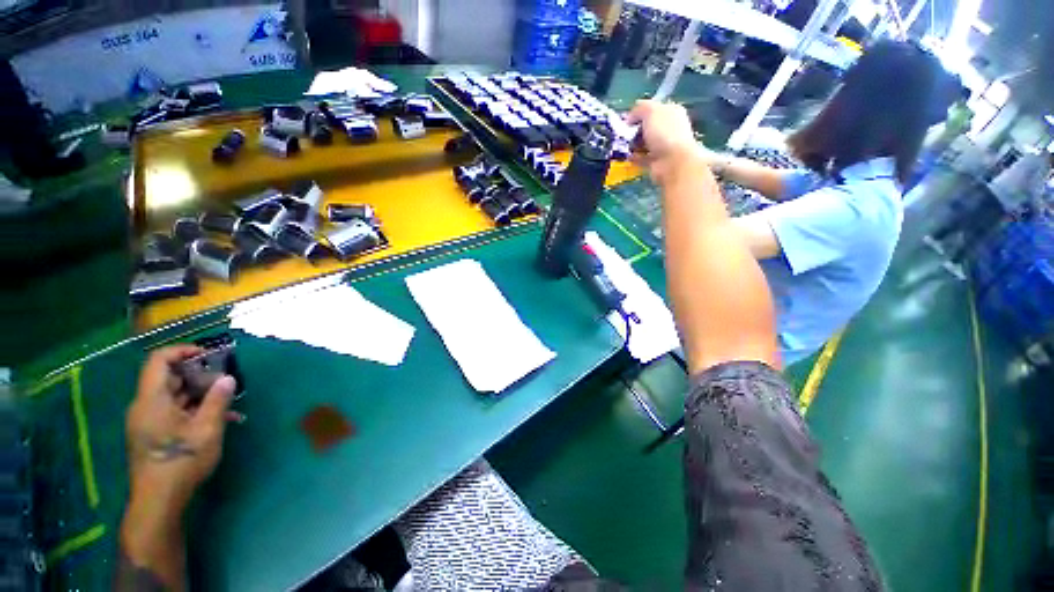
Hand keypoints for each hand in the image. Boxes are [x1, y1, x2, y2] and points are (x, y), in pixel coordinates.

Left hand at [126, 345, 236, 515]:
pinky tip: (218, 421)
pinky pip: (173, 412)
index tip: (209, 355)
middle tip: (225, 382)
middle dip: (198, 375)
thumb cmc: (181, 461)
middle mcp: (145, 406)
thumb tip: (229, 378)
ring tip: (227, 402)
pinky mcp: (152, 433)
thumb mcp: (207, 429)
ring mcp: (147, 421)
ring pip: (173, 396)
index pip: (159, 360)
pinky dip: (193, 410)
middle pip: (168, 377)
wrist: (158, 500)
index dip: (183, 351)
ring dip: (200, 395)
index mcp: (152, 399)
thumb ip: (217, 400)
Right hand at [626, 100, 716, 182]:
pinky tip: (627, 156)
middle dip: (633, 130)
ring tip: (623, 146)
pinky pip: (642, 158)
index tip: (626, 120)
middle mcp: (668, 128)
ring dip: (632, 145)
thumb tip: (630, 117)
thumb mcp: (651, 111)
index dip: (638, 113)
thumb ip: (639, 109)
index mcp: (671, 112)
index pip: (652, 109)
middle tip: (623, 135)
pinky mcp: (656, 161)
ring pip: (643, 143)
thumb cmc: (664, 133)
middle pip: (647, 127)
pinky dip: (634, 157)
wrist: (672, 162)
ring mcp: (663, 146)